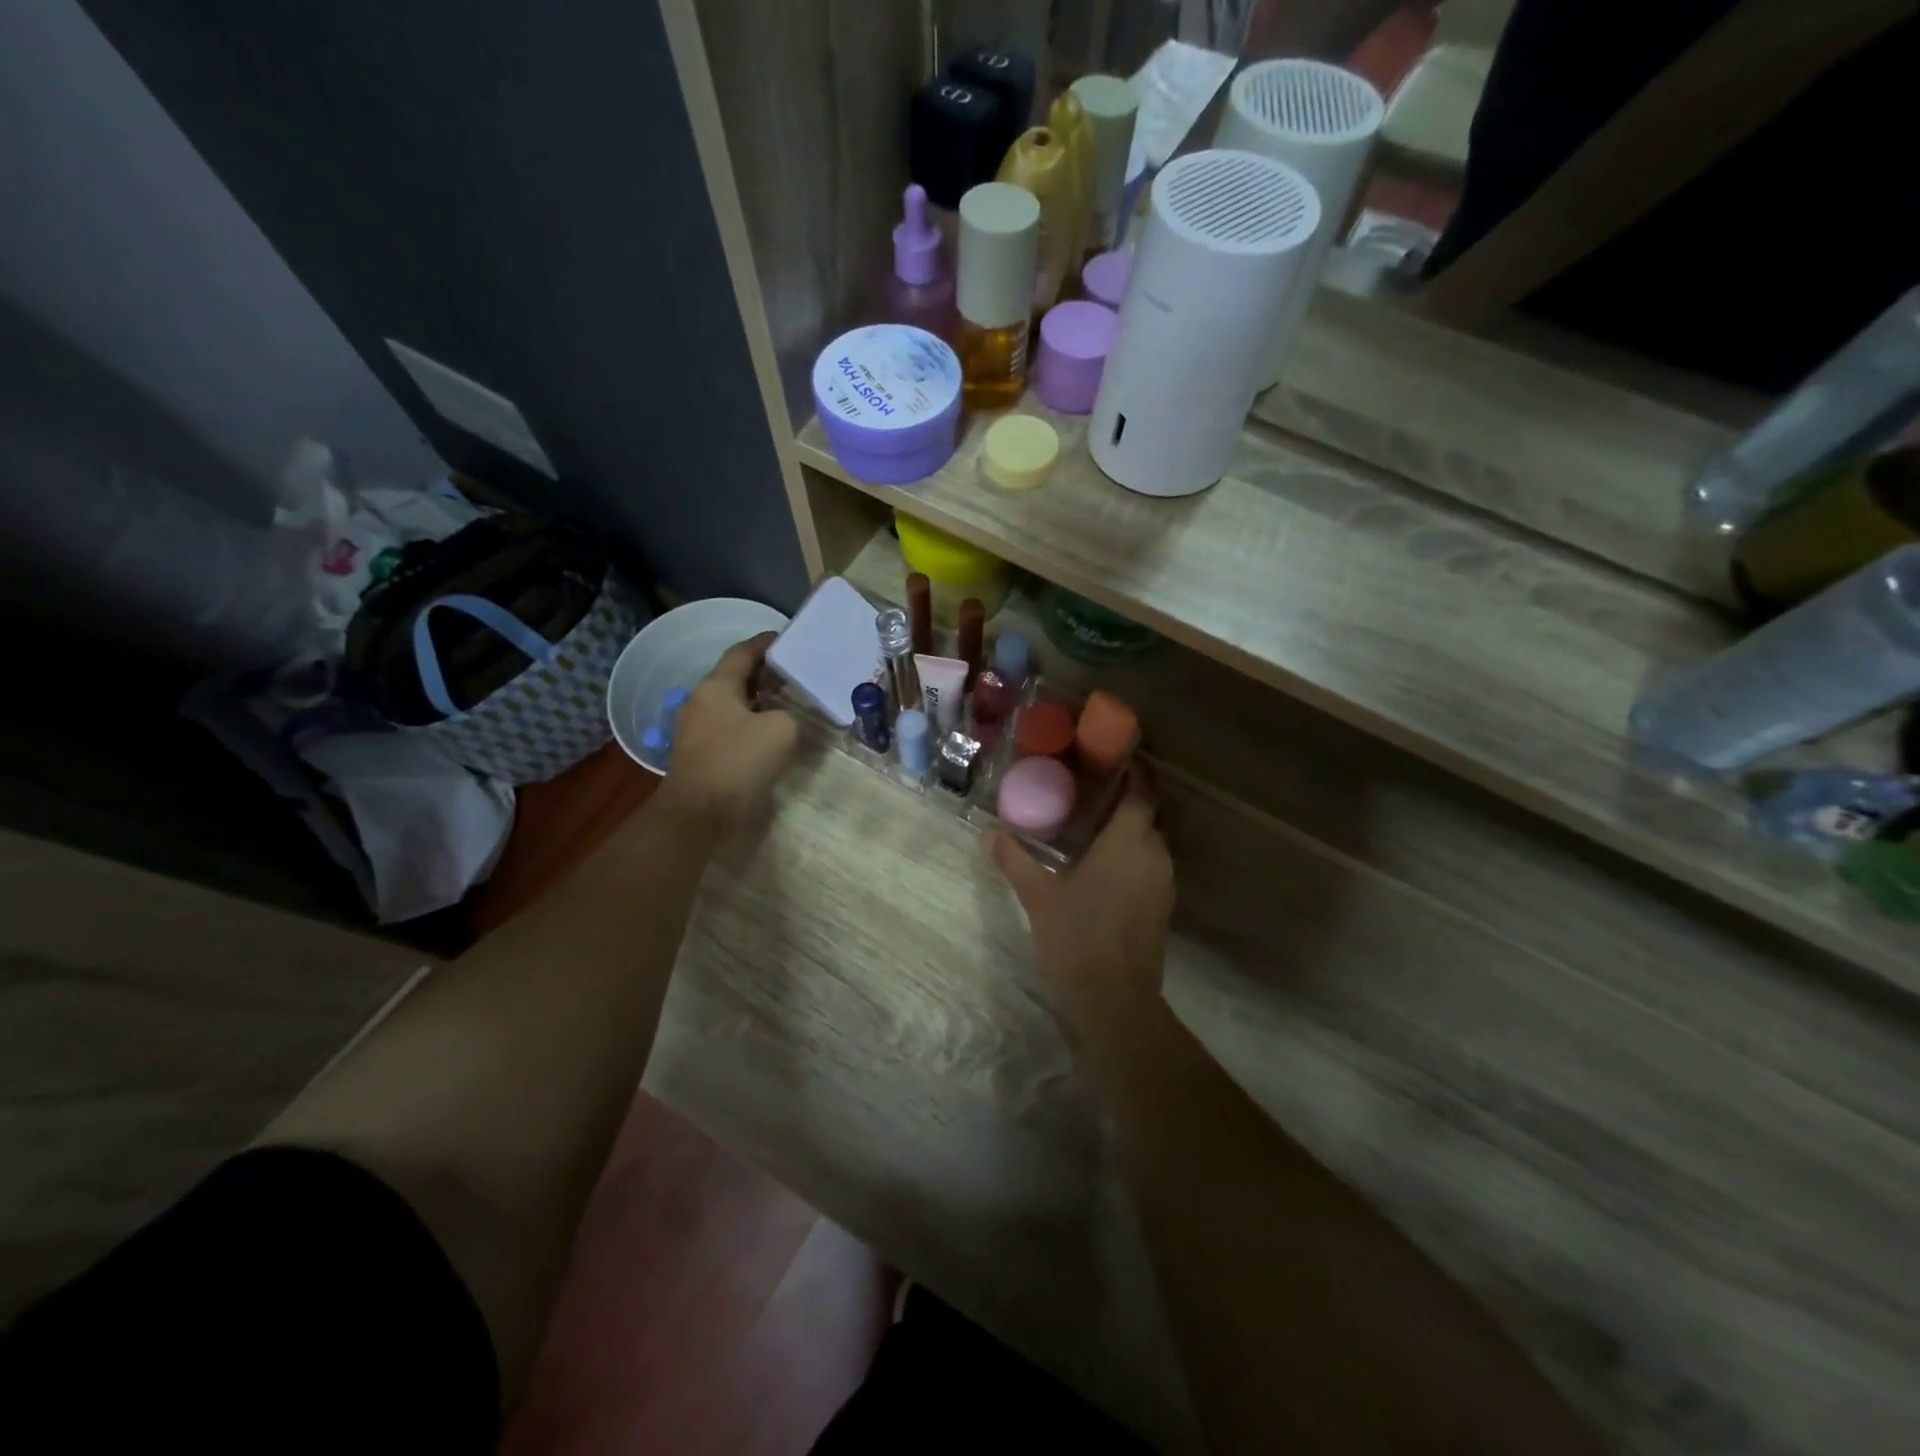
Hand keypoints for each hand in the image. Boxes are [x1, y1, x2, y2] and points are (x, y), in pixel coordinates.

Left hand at [656, 632, 798, 842]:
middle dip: (766, 673)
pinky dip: (752, 723)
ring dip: (760, 701)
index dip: (766, 643)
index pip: (743, 652)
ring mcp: (697, 729)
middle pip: (736, 677)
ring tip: (790, 702)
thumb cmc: (738, 762)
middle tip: (797, 673)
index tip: (789, 639)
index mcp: (716, 686)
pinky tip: (773, 733)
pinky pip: (731, 727)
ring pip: (733, 704)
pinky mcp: (701, 754)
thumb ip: (791, 714)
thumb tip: (788, 718)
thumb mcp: (781, 730)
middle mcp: (702, 701)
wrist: (699, 814)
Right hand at [989, 766, 1173, 1034]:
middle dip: (1126, 803)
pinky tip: (1105, 869)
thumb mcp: (1039, 895)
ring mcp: (1163, 884)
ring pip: (1150, 845)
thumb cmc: (1077, 935)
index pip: (1142, 793)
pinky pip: (1150, 868)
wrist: (1115, 998)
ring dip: (1129, 833)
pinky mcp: (1162, 908)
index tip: (1120, 758)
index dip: (1136, 773)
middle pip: (1146, 817)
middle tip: (1092, 794)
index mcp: (1129, 841)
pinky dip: (1133, 859)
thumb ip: (1015, 859)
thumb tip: (989, 832)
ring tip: (1095, 829)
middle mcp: (1154, 855)